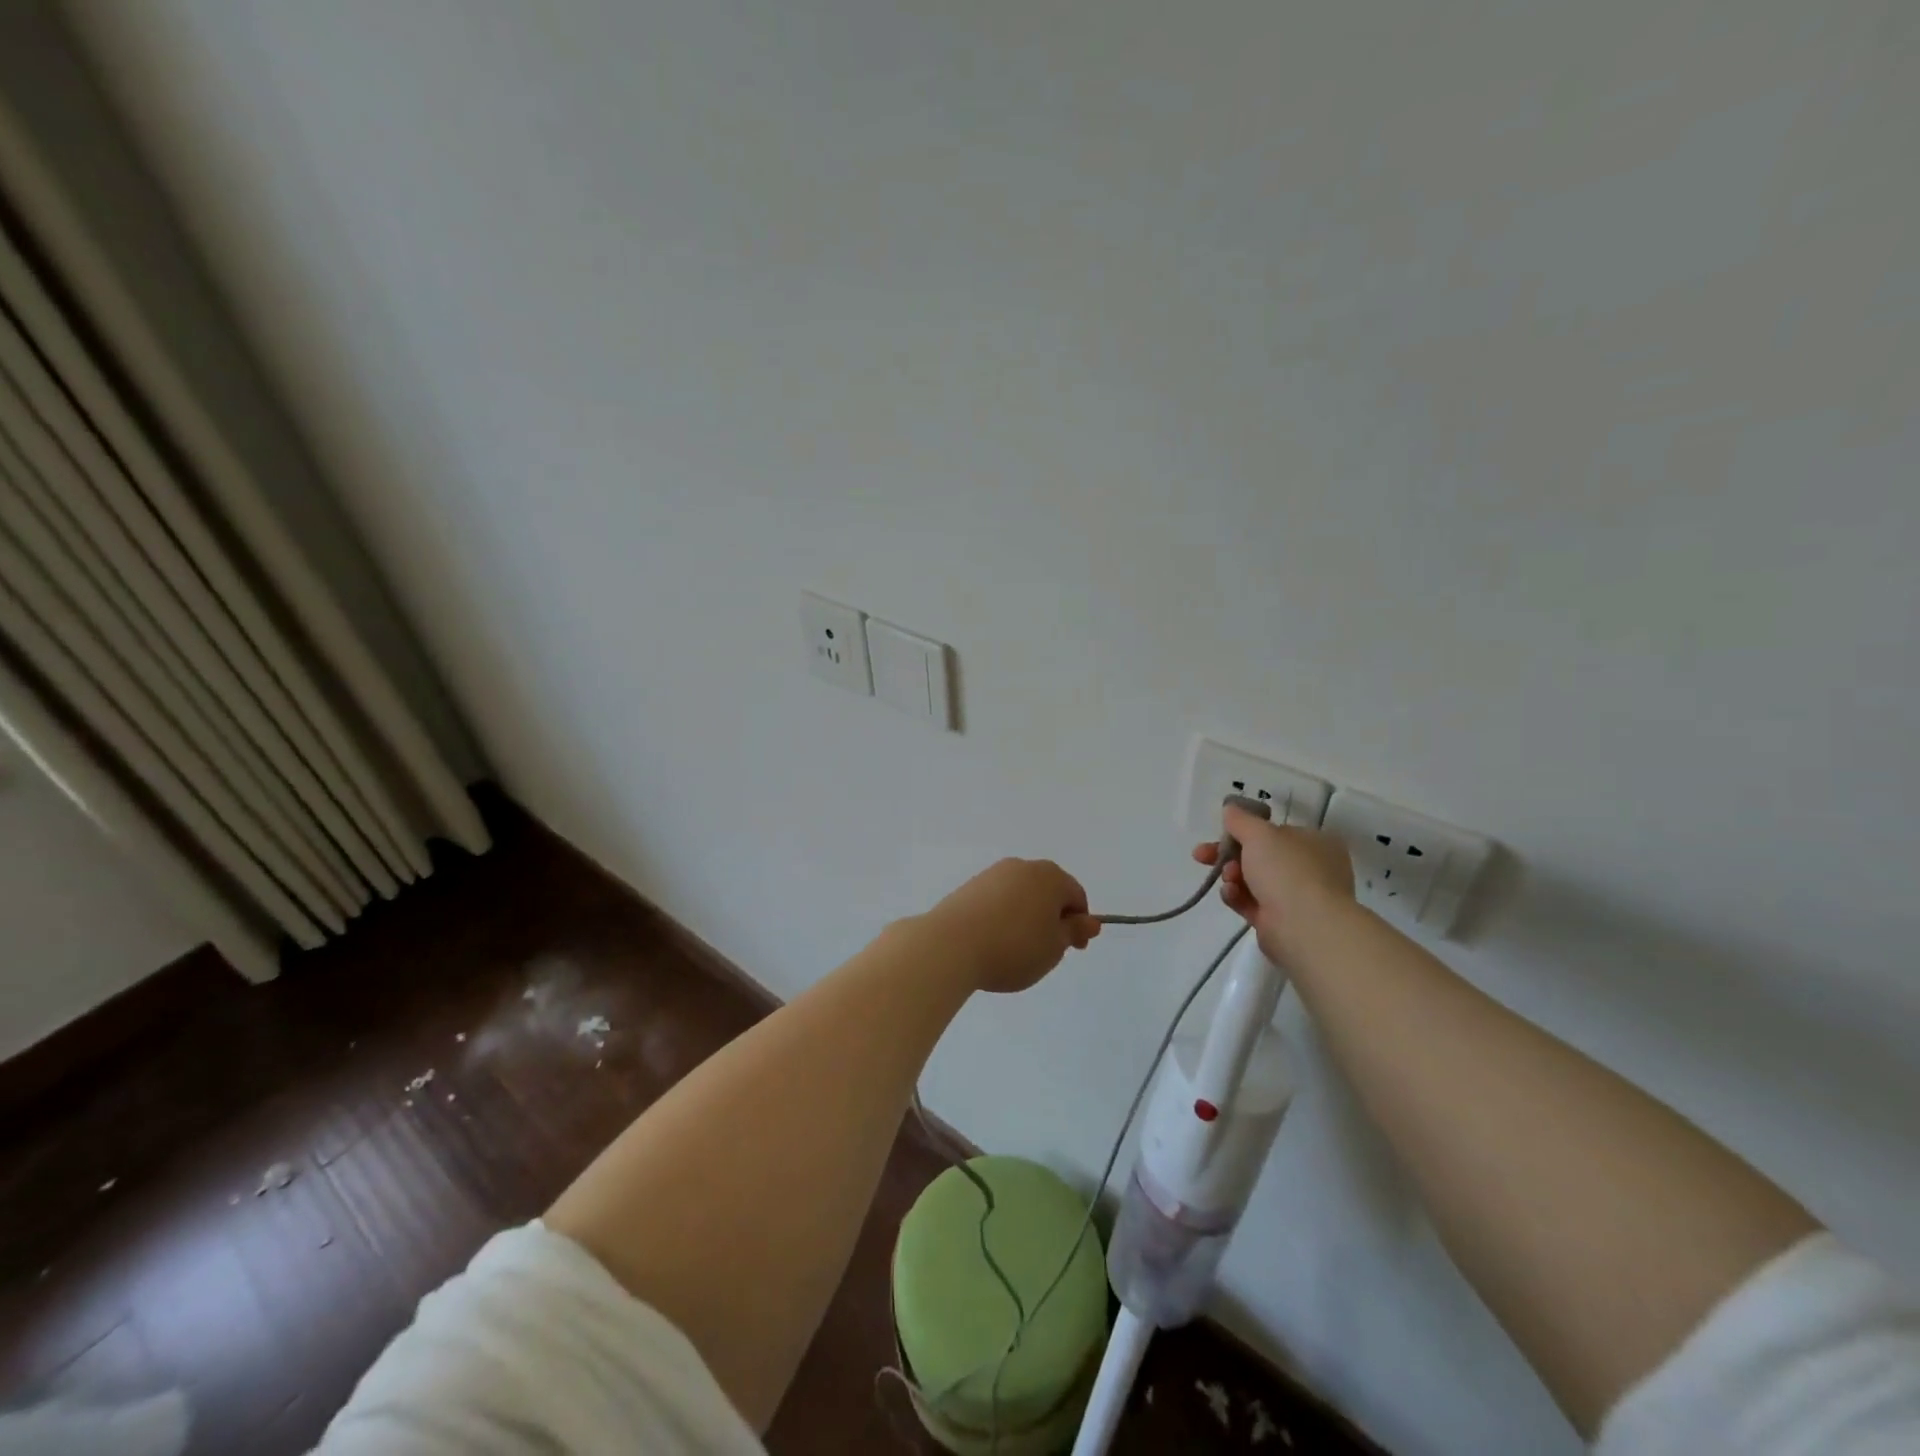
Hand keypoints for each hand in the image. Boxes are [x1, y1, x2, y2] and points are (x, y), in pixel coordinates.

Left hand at [920, 859, 1100, 993]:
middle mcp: (1022, 867)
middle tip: (1046, 951)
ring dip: (1026, 917)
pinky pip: (997, 901)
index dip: (1080, 924)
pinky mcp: (969, 887)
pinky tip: (993, 941)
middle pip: (1048, 891)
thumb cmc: (1014, 947)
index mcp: (1050, 876)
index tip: (1073, 950)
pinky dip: (1003, 917)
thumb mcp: (1054, 947)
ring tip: (1016, 950)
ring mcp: (993, 874)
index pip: (1076, 896)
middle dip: (1052, 918)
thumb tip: (1089, 921)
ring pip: (1021, 895)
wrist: (951, 945)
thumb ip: (1073, 932)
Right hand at [1193, 807, 1355, 963]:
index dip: (1245, 831)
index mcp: (1315, 842)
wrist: (1304, 927)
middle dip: (1229, 855)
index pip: (1275, 832)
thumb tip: (1230, 809)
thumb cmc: (1287, 870)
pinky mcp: (1280, 921)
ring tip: (1227, 879)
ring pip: (1253, 880)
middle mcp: (1310, 868)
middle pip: (1260, 856)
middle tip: (1202, 855)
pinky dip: (1237, 897)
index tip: (1221, 833)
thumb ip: (1240, 820)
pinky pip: (1252, 903)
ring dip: (1232, 876)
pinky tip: (1230, 894)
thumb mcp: (1259, 833)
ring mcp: (1297, 897)